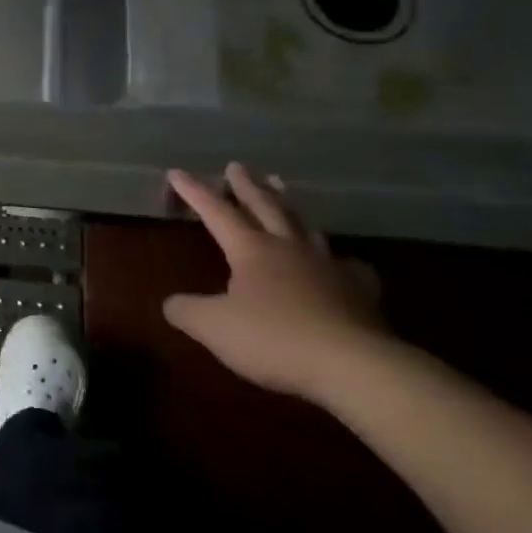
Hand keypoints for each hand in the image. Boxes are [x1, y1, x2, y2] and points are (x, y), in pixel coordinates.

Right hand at [163, 164, 391, 402]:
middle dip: (247, 186)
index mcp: (251, 250)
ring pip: (304, 226)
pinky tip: (342, 262)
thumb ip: (187, 311)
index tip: (177, 172)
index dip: (194, 192)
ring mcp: (328, 267)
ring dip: (288, 205)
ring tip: (282, 190)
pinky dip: (339, 258)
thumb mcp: (213, 326)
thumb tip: (172, 303)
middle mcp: (289, 248)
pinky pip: (347, 265)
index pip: (216, 212)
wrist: (354, 366)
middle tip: (237, 166)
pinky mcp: (359, 292)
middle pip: (265, 207)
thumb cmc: (273, 339)